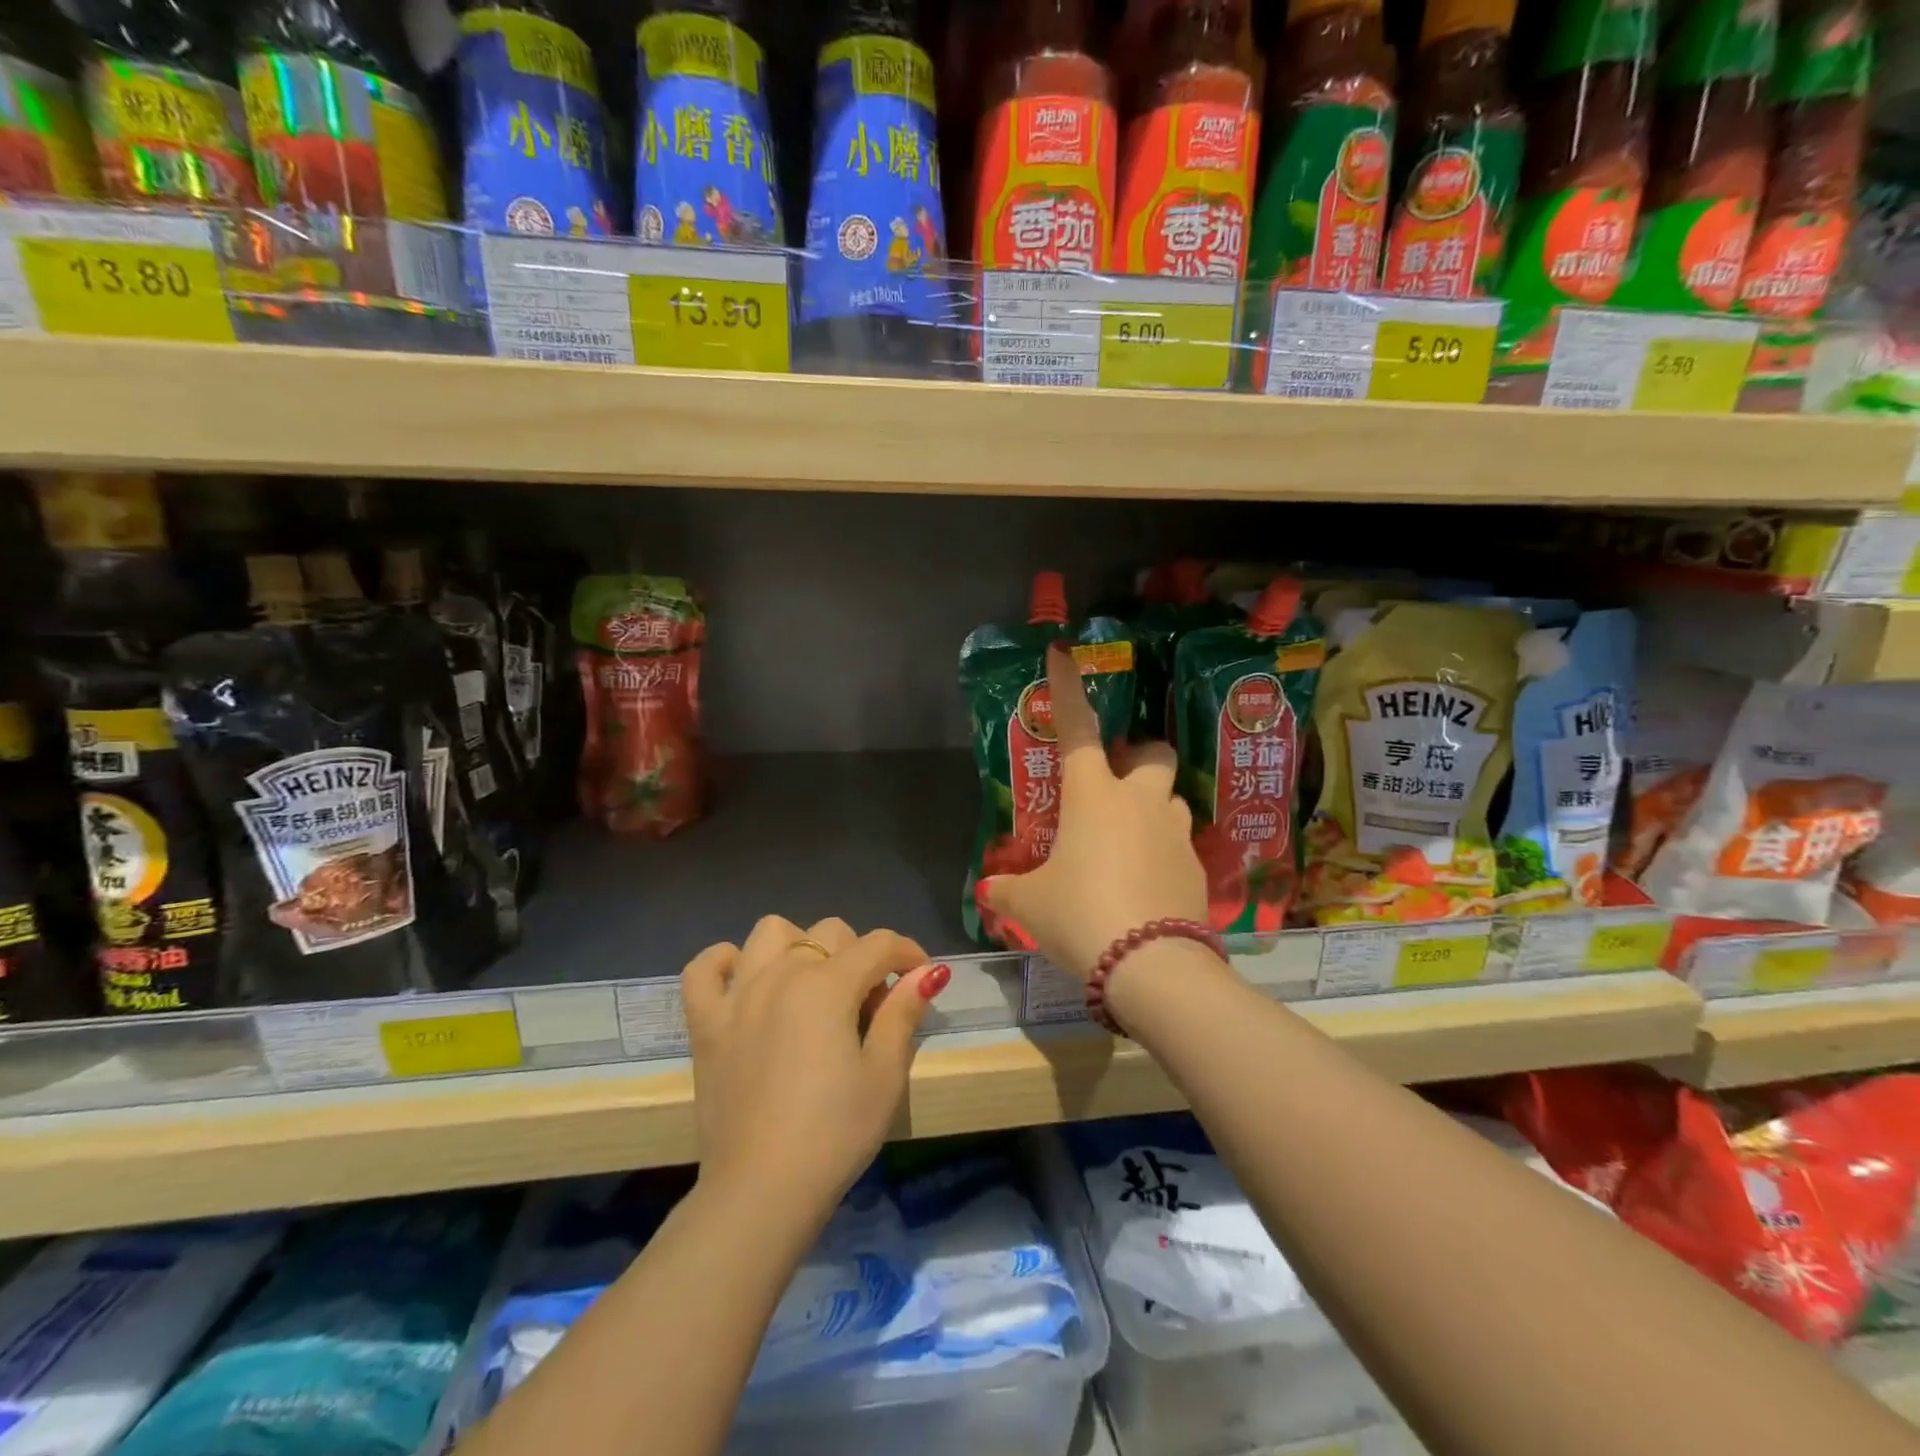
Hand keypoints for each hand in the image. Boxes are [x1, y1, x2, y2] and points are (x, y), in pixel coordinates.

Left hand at [681, 916, 948, 1227]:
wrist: (761, 1192)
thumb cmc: (834, 1134)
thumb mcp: (885, 1075)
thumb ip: (903, 1013)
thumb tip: (926, 972)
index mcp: (827, 986)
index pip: (879, 945)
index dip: (908, 953)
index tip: (922, 977)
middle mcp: (780, 975)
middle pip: (830, 933)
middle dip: (860, 956)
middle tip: (869, 1004)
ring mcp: (737, 996)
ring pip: (770, 933)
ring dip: (799, 946)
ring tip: (811, 986)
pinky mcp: (705, 1024)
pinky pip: (704, 969)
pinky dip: (723, 962)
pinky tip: (744, 980)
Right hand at [982, 644, 1208, 980]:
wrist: (1150, 965)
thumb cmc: (1080, 915)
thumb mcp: (1031, 904)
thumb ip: (1008, 889)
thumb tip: (992, 889)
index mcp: (1092, 795)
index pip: (1078, 727)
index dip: (1069, 688)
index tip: (1063, 653)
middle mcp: (1139, 801)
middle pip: (1152, 753)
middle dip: (1137, 756)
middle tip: (1114, 784)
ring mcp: (1174, 832)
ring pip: (1169, 799)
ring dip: (1150, 807)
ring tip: (1126, 843)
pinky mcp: (1198, 868)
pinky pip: (1179, 844)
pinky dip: (1162, 853)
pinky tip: (1146, 886)